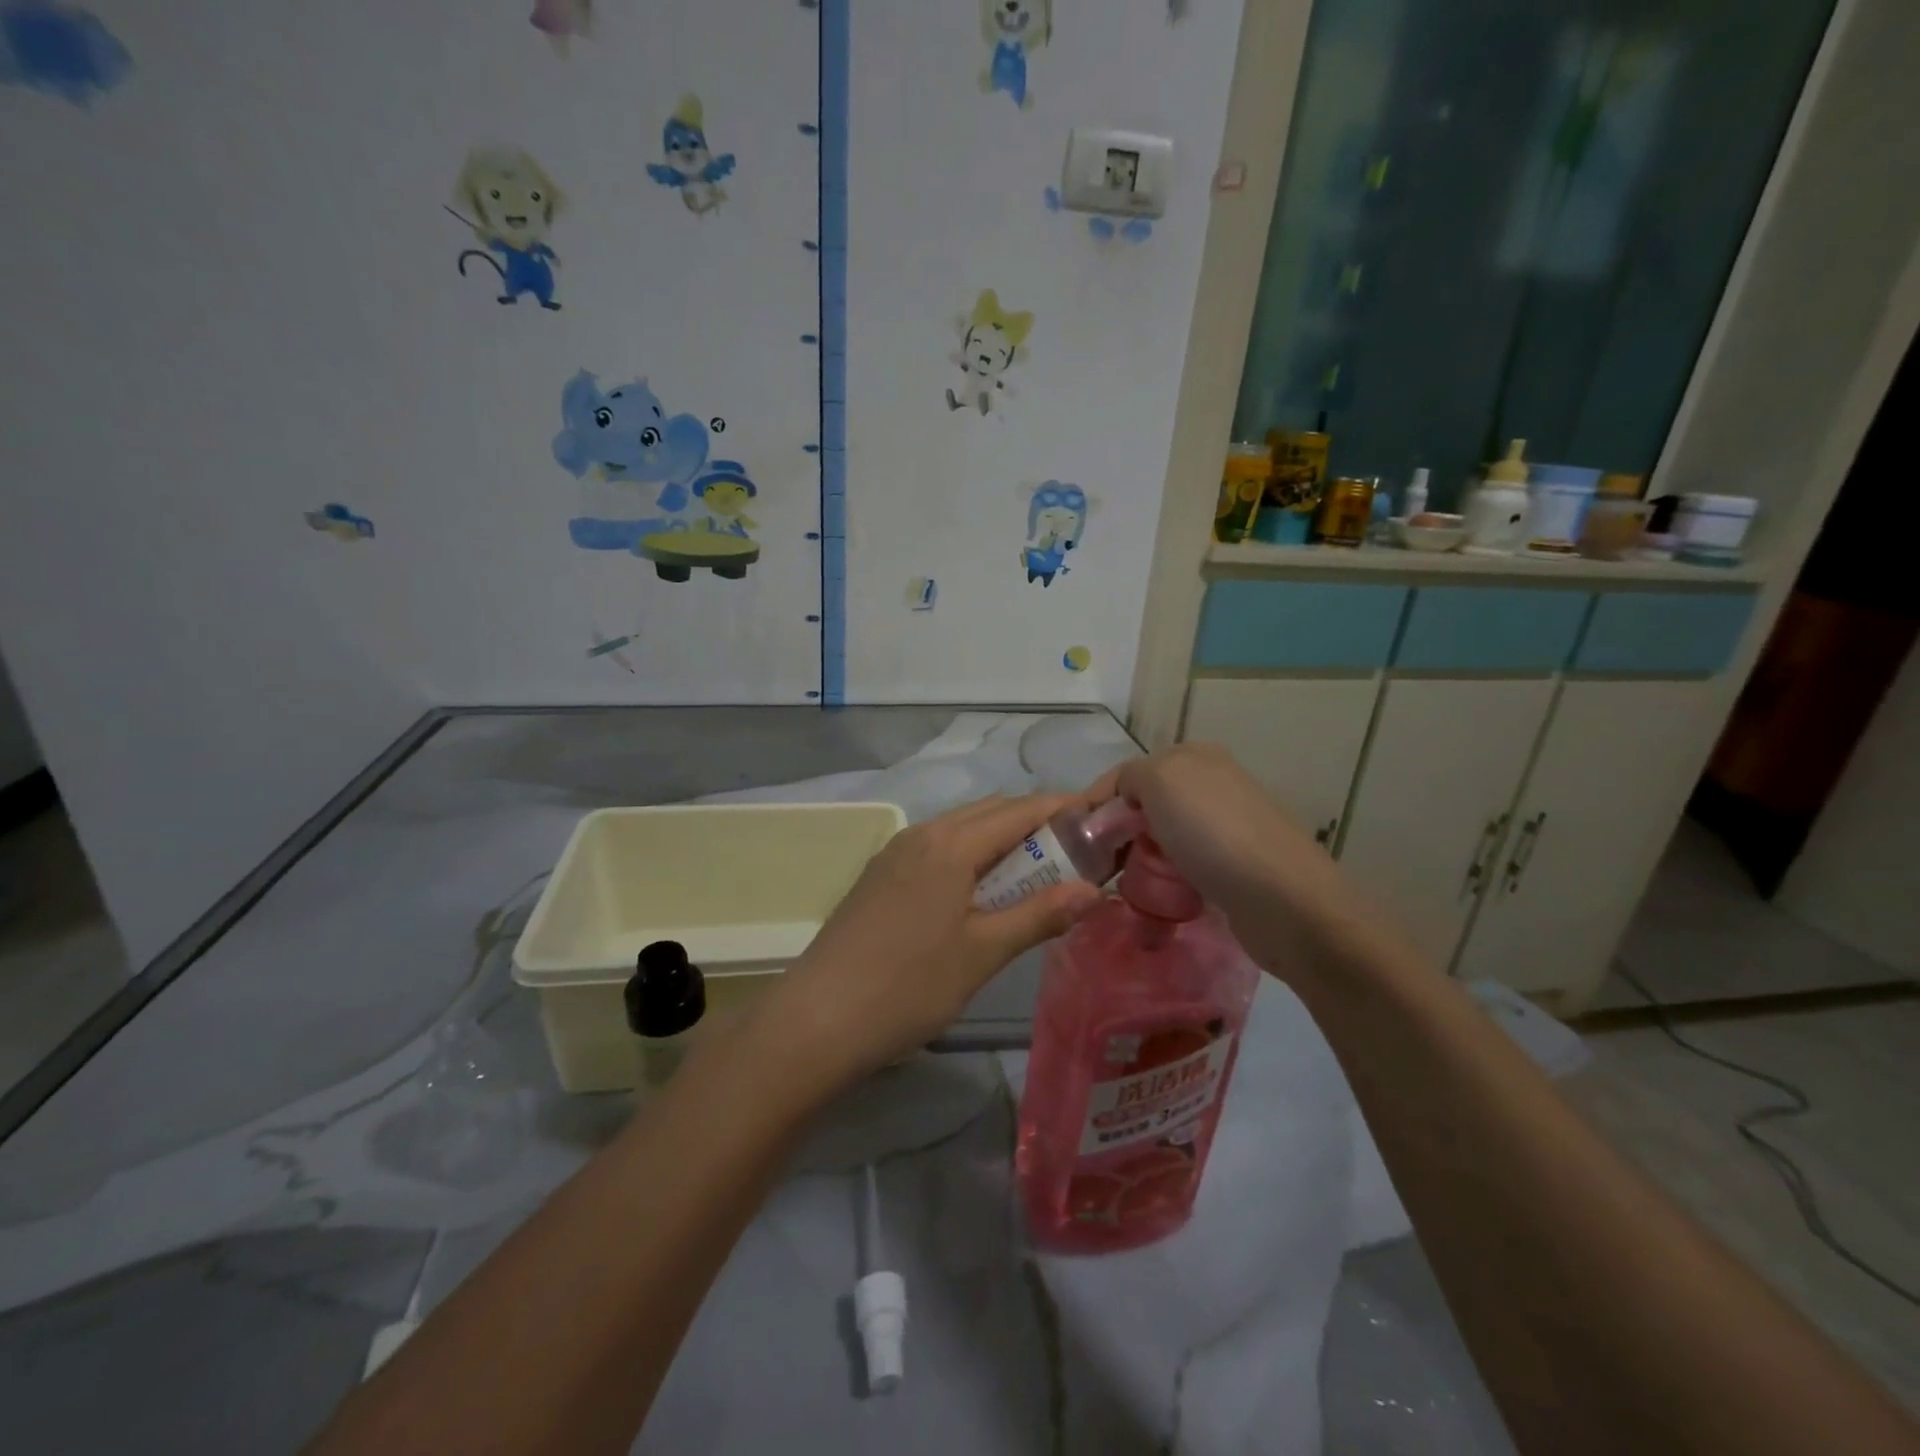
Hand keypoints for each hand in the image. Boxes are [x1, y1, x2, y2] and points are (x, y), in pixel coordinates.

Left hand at [760, 794, 1102, 1090]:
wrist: (818, 1018)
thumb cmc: (908, 985)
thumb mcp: (982, 953)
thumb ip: (1039, 915)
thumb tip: (1093, 890)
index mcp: (950, 843)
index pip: (1020, 810)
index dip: (1063, 809)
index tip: (1100, 821)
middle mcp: (921, 834)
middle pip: (990, 812)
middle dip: (1035, 825)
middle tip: (1074, 857)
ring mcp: (895, 853)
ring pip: (961, 830)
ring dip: (1001, 843)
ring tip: (1034, 878)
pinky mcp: (880, 876)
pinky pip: (937, 849)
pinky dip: (970, 857)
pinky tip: (980, 895)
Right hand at [1091, 743, 1362, 963]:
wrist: (1283, 899)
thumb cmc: (1213, 833)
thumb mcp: (1159, 781)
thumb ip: (1129, 778)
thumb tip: (1123, 801)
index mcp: (1193, 757)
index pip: (1125, 775)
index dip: (1094, 804)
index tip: (1070, 841)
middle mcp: (1211, 784)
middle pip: (1143, 806)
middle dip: (1115, 832)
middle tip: (1092, 867)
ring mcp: (1226, 826)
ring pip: (1161, 837)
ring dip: (1138, 858)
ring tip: (1118, 887)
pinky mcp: (1234, 865)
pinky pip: (1183, 865)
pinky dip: (1164, 878)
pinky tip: (1156, 896)